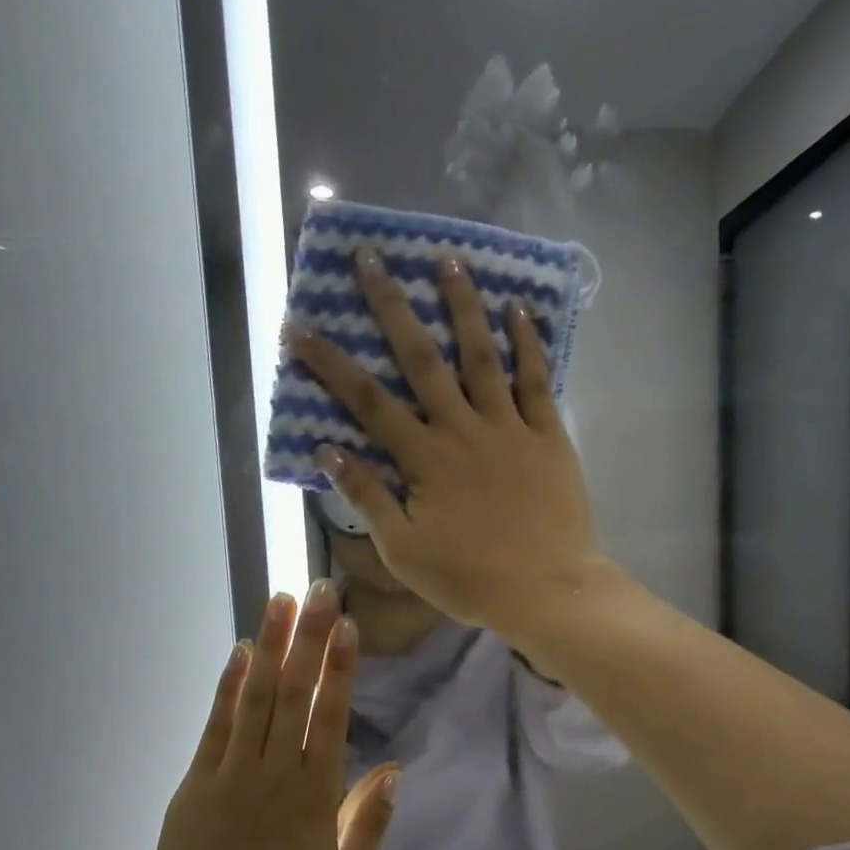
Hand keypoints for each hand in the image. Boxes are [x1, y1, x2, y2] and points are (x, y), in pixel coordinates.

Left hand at [145, 582, 399, 849]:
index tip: (347, 626)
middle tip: (319, 591)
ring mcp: (230, 776)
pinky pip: (216, 726)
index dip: (341, 668)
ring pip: (254, 698)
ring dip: (270, 646)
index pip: (331, 717)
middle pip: (294, 694)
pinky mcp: (196, 785)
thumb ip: (369, 823)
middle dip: (308, 639)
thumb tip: (393, 769)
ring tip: (281, 601)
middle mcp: (274, 775)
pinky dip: (228, 687)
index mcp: (314, 797)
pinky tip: (240, 654)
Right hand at [290, 250, 601, 640]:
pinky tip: (519, 308)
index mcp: (424, 459)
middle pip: (421, 359)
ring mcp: (510, 427)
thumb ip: (367, 496)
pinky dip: (528, 342)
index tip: (300, 326)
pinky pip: (537, 380)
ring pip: (481, 355)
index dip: (330, 363)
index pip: (368, 401)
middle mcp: (463, 429)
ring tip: (449, 260)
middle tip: (371, 258)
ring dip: (462, 305)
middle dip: (392, 306)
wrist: (546, 591)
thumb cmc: (470, 578)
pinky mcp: (549, 435)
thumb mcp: (403, 550)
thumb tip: (328, 448)